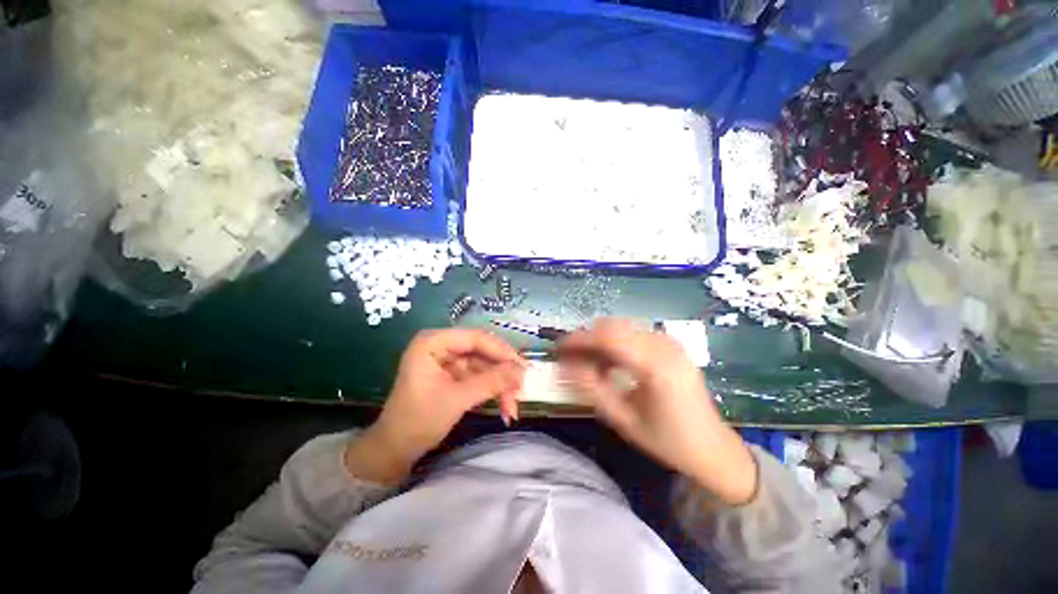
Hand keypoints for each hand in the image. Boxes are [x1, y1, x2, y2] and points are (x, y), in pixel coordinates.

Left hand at [345, 328, 525, 484]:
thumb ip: (490, 382)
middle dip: (502, 372)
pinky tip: (504, 405)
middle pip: (482, 351)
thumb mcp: (457, 399)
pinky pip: (479, 376)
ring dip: (500, 384)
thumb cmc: (418, 420)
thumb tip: (522, 371)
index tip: (523, 367)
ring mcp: (448, 360)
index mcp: (434, 342)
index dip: (502, 351)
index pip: (476, 338)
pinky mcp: (453, 374)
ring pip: (484, 365)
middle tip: (521, 388)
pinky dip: (492, 389)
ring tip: (513, 406)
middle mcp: (442, 345)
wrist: (394, 450)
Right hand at [559, 318, 757, 504]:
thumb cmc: (667, 440)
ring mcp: (670, 342)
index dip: (579, 339)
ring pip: (622, 327)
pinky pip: (634, 333)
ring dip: (600, 340)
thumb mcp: (623, 420)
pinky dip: (615, 343)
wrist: (713, 448)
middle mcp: (665, 345)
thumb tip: (564, 366)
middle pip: (614, 326)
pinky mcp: (671, 344)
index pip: (608, 338)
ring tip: (589, 363)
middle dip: (587, 338)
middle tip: (571, 357)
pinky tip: (611, 363)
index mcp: (656, 366)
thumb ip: (591, 389)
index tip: (559, 347)